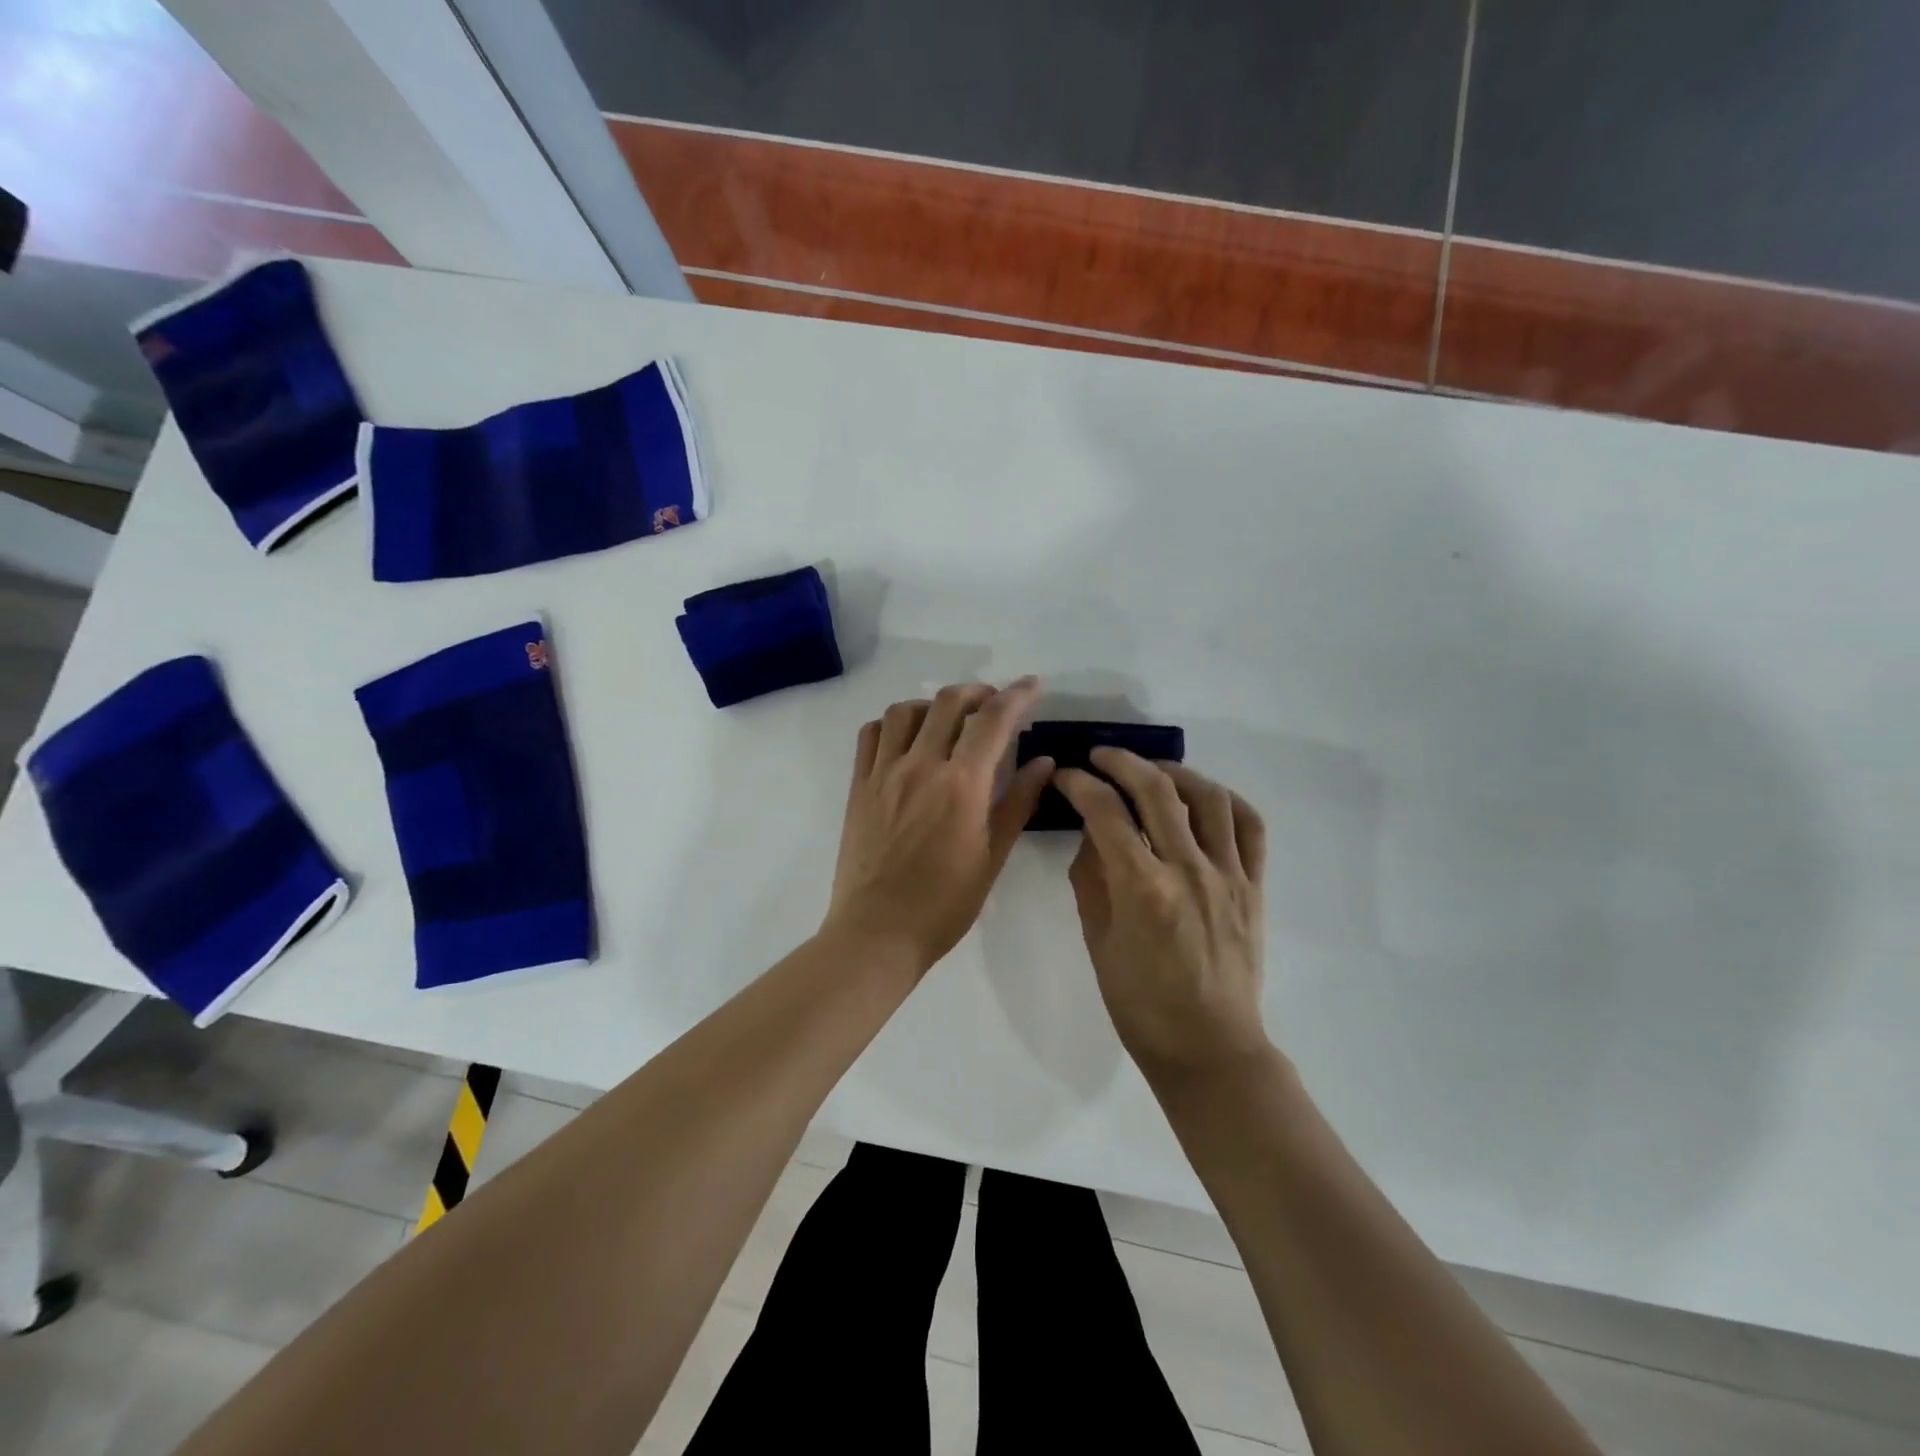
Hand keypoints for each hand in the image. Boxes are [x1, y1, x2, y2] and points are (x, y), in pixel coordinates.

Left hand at [824, 678, 1053, 972]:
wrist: (878, 932)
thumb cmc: (945, 903)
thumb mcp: (993, 856)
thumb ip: (1018, 802)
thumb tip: (1044, 762)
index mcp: (961, 784)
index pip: (993, 720)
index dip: (1017, 696)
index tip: (1033, 685)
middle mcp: (921, 765)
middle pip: (949, 702)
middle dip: (978, 692)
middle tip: (993, 704)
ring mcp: (884, 773)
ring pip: (906, 711)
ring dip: (933, 704)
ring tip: (948, 720)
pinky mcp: (859, 785)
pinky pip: (871, 735)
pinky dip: (892, 724)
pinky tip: (906, 740)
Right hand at [1055, 750, 1268, 1081]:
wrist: (1210, 1049)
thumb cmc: (1141, 1005)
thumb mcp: (1098, 942)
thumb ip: (1091, 880)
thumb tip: (1092, 835)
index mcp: (1143, 889)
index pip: (1105, 813)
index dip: (1079, 785)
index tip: (1064, 776)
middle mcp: (1189, 870)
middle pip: (1156, 791)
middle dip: (1122, 762)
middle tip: (1100, 757)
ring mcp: (1229, 876)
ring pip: (1208, 798)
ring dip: (1175, 773)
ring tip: (1152, 771)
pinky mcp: (1254, 887)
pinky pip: (1250, 827)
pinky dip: (1226, 800)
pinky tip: (1204, 798)